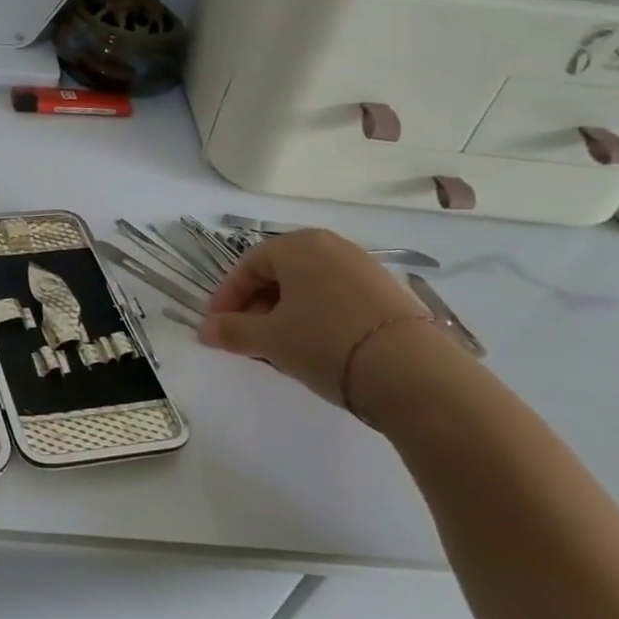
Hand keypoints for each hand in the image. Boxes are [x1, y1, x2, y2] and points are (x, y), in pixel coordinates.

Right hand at [200, 228, 443, 406]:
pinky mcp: (388, 294)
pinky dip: (316, 318)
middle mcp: (331, 246)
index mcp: (298, 245)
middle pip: (279, 273)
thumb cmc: (325, 343)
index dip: (226, 297)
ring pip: (308, 287)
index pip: (248, 266)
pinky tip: (316, 348)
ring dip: (285, 314)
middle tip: (245, 339)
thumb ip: (231, 331)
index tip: (215, 327)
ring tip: (279, 348)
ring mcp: (364, 268)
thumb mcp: (269, 339)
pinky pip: (336, 298)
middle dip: (256, 306)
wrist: (413, 373)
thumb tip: (205, 330)